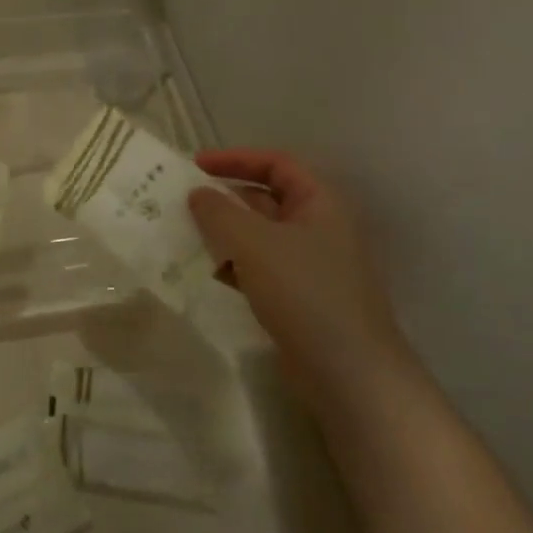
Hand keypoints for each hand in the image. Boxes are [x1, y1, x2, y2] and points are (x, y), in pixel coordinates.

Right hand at [189, 150, 408, 409]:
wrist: (349, 374)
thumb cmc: (305, 293)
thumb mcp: (254, 243)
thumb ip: (219, 212)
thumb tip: (197, 193)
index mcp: (320, 203)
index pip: (277, 164)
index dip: (236, 159)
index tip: (195, 166)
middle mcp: (319, 228)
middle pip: (267, 199)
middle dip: (225, 198)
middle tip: (183, 203)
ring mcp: (311, 266)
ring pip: (260, 236)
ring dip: (225, 233)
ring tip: (185, 237)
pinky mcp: (300, 299)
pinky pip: (260, 268)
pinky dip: (234, 265)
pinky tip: (208, 273)